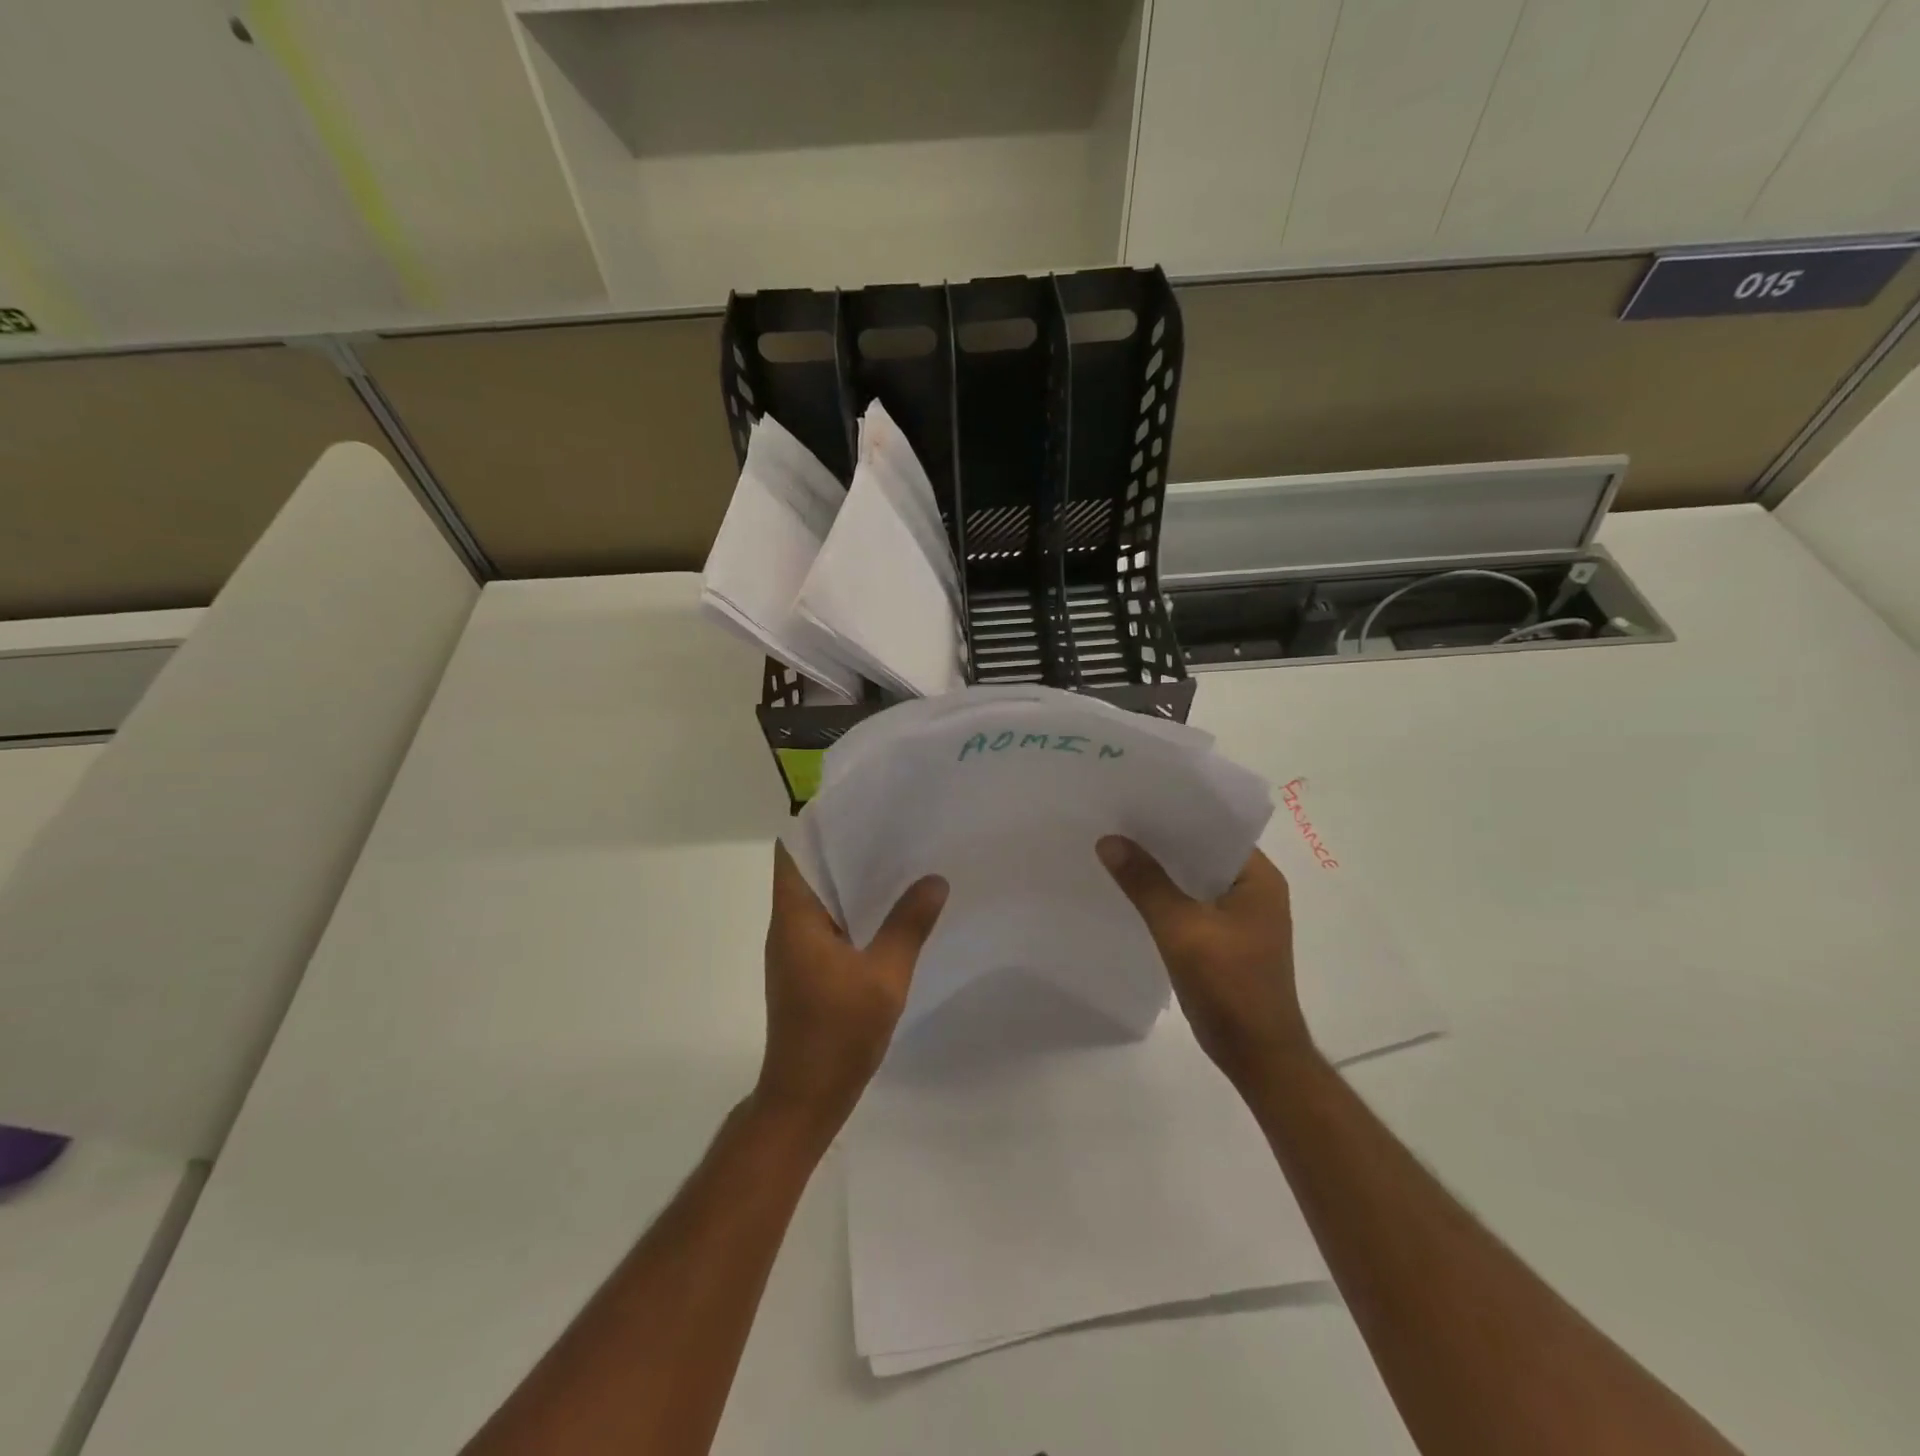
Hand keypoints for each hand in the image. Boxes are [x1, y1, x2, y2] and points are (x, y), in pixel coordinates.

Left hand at [756, 844, 947, 1135]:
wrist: (805, 1098)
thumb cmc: (837, 1033)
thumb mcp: (883, 977)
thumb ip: (909, 926)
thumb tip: (934, 880)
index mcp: (795, 917)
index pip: (792, 850)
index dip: (817, 822)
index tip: (856, 803)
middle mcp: (788, 925)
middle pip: (809, 868)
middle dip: (845, 846)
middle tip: (892, 825)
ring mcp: (796, 948)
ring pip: (821, 897)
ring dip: (852, 878)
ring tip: (898, 857)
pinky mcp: (808, 968)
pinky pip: (830, 922)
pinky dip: (855, 908)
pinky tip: (892, 909)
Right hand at [1098, 838, 1310, 1088]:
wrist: (1256, 1055)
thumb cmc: (1229, 986)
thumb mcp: (1181, 929)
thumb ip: (1145, 883)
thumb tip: (1109, 841)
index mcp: (1258, 878)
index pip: (1216, 829)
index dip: (1177, 813)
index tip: (1136, 800)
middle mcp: (1255, 891)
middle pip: (1203, 853)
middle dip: (1163, 841)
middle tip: (1118, 821)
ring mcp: (1241, 918)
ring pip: (1195, 880)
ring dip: (1163, 870)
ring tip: (1118, 849)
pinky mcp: (1227, 941)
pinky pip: (1192, 905)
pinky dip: (1167, 897)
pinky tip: (1133, 892)